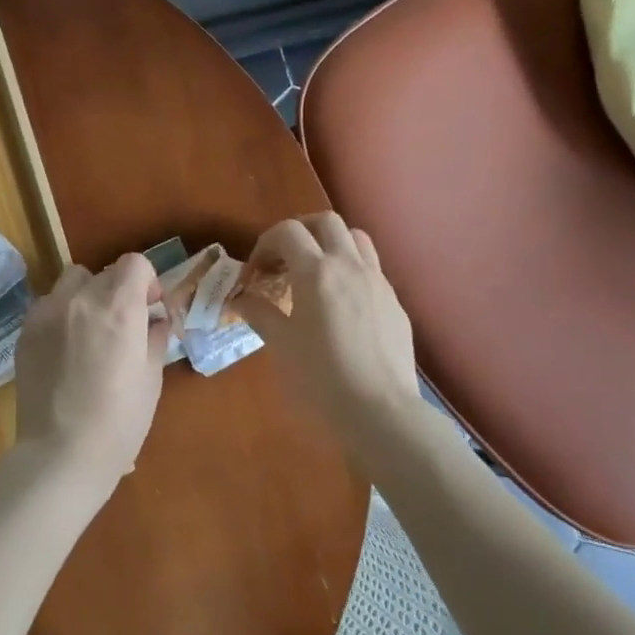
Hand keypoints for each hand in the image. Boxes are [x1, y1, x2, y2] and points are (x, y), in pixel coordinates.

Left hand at [13, 254, 169, 494]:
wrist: (61, 453)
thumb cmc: (119, 421)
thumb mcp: (151, 379)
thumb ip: (155, 338)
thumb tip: (155, 320)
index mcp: (119, 307)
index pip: (134, 263)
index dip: (147, 281)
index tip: (149, 308)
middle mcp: (80, 299)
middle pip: (104, 273)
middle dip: (118, 291)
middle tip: (122, 326)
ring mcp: (47, 312)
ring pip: (71, 282)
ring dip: (86, 296)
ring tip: (90, 332)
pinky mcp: (25, 331)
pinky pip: (48, 305)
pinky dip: (61, 314)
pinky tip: (65, 349)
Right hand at [235, 214, 420, 431]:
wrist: (381, 412)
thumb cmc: (320, 379)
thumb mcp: (280, 345)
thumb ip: (259, 313)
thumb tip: (239, 298)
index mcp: (317, 272)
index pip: (287, 232)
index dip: (265, 243)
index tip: (256, 271)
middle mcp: (350, 266)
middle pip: (326, 222)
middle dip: (300, 232)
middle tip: (284, 259)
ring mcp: (378, 282)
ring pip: (356, 238)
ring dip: (331, 243)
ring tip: (315, 272)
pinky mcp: (395, 303)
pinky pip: (372, 268)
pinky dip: (351, 269)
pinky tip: (341, 303)